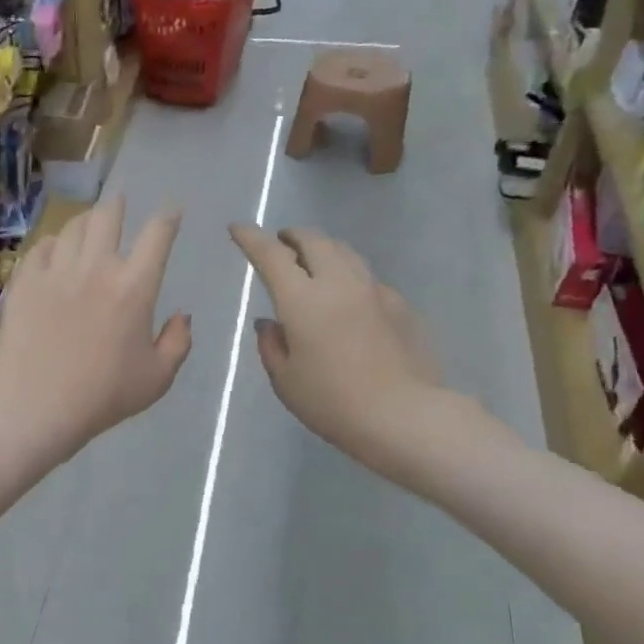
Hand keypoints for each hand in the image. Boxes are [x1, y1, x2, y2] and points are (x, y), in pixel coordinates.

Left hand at [0, 197, 192, 453]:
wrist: (36, 403)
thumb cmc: (103, 395)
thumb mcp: (157, 378)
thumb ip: (178, 342)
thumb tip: (182, 316)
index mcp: (134, 286)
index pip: (157, 234)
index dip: (168, 216)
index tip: (171, 211)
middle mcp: (96, 266)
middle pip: (109, 215)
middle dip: (119, 205)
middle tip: (120, 204)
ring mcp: (56, 270)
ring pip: (73, 226)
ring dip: (86, 221)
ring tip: (88, 225)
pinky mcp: (25, 280)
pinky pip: (42, 246)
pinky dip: (54, 244)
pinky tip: (55, 252)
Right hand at [230, 223, 452, 478]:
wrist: (405, 416)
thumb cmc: (333, 402)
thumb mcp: (286, 380)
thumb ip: (271, 345)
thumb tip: (269, 323)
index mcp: (302, 300)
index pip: (271, 255)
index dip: (251, 238)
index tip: (238, 228)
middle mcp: (339, 283)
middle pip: (314, 241)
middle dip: (291, 236)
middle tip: (280, 244)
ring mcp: (374, 290)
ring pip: (344, 252)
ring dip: (322, 249)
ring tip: (311, 262)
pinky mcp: (399, 305)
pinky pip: (366, 277)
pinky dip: (347, 275)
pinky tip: (346, 298)